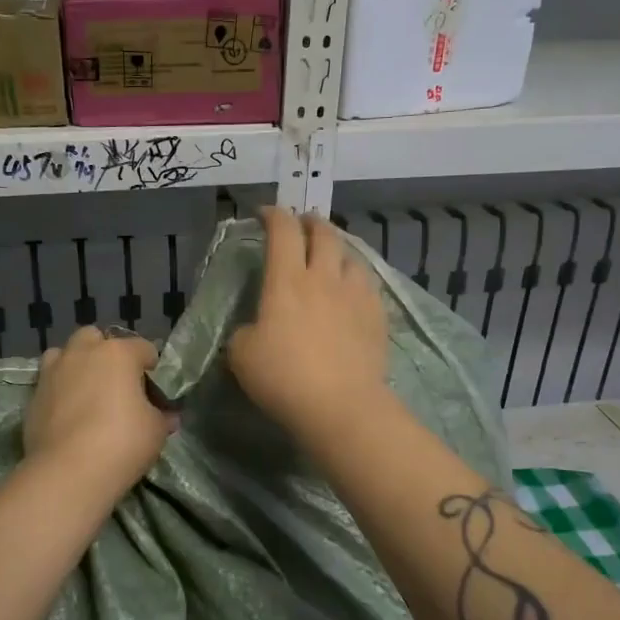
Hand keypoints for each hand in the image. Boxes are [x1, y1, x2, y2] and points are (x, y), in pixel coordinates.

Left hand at [23, 326, 174, 496]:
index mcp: (118, 353)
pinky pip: (49, 383)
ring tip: (86, 392)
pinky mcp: (33, 396)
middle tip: (116, 384)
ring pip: (65, 354)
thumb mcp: (156, 430)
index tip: (155, 391)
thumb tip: (167, 415)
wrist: (68, 472)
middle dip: (106, 354)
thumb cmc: (122, 442)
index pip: (144, 348)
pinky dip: (59, 391)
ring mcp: (53, 372)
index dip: (152, 368)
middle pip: (95, 338)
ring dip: (76, 365)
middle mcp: (83, 353)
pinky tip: (68, 415)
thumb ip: (162, 416)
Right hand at [228, 207, 388, 446]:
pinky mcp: (377, 316)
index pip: (283, 231)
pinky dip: (355, 280)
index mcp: (287, 280)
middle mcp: (323, 277)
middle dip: (311, 222)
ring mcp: (355, 295)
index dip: (273, 215)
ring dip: (338, 250)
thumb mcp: (241, 355)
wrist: (340, 405)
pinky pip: (367, 285)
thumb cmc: (283, 377)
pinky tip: (352, 292)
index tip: (265, 214)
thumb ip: (245, 332)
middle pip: (323, 233)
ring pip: (351, 256)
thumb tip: (254, 330)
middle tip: (303, 225)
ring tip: (331, 258)